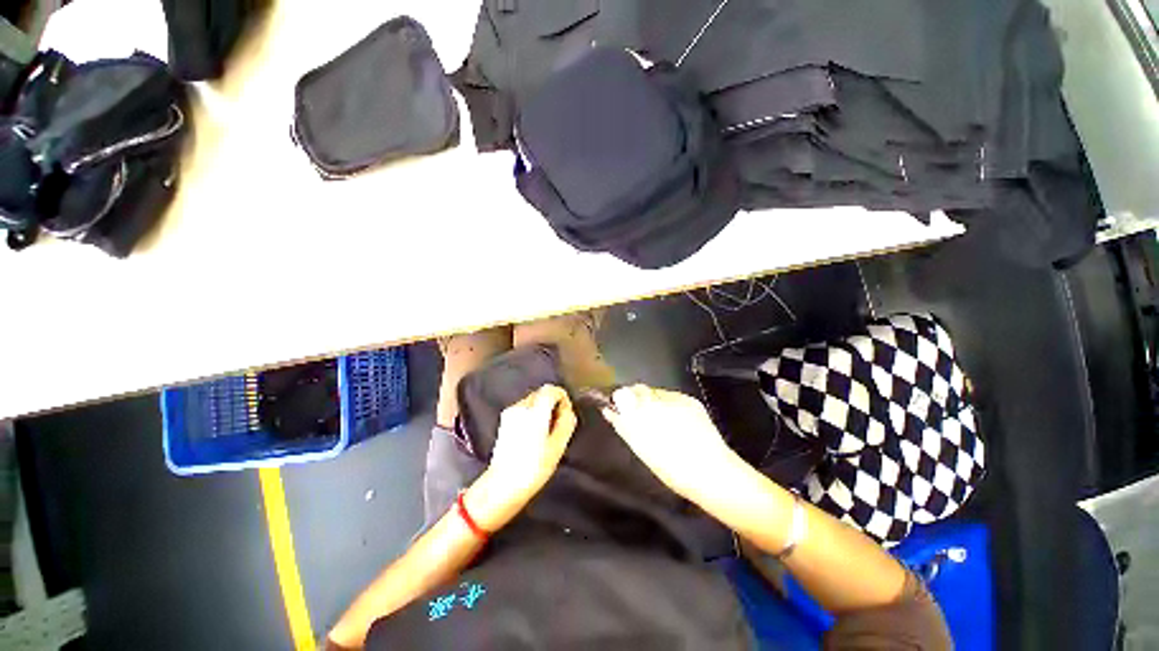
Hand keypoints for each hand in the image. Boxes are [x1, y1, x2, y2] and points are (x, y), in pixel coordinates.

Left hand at [466, 385, 576, 530]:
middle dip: (553, 404)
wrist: (501, 486)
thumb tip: (568, 410)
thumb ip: (566, 422)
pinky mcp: (504, 422)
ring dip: (542, 410)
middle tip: (558, 426)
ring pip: (532, 401)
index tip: (566, 416)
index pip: (552, 389)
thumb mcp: (558, 446)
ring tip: (546, 433)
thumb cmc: (533, 468)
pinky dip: (532, 416)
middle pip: (542, 393)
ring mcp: (510, 413)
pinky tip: (533, 436)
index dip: (563, 399)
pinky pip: (523, 410)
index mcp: (535, 411)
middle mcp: (521, 407)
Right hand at [601, 385, 740, 502]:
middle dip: (636, 399)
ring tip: (659, 423)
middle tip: (638, 418)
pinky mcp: (691, 401)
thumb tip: (609, 410)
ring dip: (652, 402)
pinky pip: (672, 397)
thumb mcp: (641, 448)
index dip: (621, 400)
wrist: (712, 473)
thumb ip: (623, 425)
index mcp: (644, 411)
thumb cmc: (671, 467)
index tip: (619, 410)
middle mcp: (660, 399)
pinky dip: (669, 406)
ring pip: (656, 393)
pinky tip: (675, 422)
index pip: (625, 393)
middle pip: (640, 389)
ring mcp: (677, 398)